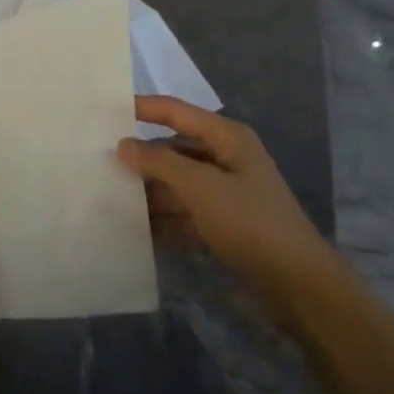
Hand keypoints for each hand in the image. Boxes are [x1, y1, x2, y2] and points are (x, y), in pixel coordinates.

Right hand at [117, 97, 334, 308]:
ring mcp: (223, 193)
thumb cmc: (251, 222)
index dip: (141, 108)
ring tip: (106, 196)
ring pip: (175, 183)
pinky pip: (182, 212)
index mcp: (226, 138)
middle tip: (96, 159)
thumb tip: (123, 145)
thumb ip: (160, 162)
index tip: (102, 110)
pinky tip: (132, 230)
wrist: (297, 285)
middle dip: (139, 156)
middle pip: (173, 148)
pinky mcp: (221, 223)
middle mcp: (224, 158)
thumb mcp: (202, 187)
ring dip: (147, 191)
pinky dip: (161, 219)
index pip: (175, 111)